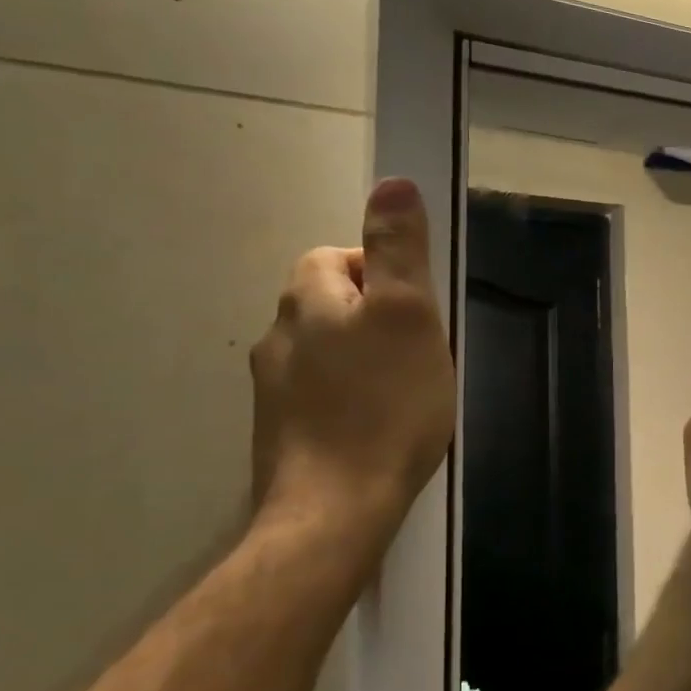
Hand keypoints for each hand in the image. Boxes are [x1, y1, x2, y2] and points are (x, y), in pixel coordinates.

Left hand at [250, 178, 455, 546]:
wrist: (336, 508)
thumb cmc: (386, 403)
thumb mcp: (408, 314)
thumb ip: (398, 249)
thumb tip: (392, 182)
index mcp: (307, 302)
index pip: (333, 257)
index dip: (378, 270)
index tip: (416, 308)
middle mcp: (278, 337)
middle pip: (326, 303)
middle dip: (371, 314)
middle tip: (417, 348)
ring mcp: (272, 390)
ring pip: (323, 350)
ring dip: (360, 355)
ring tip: (402, 388)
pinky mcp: (280, 432)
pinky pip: (318, 392)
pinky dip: (347, 395)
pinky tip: (375, 423)